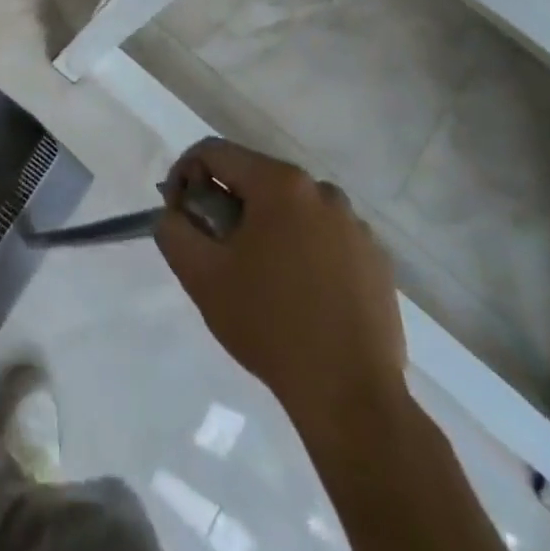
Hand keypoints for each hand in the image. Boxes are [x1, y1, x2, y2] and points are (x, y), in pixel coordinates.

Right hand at [156, 140, 407, 442]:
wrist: (350, 397)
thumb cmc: (269, 324)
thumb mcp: (200, 274)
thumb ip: (173, 229)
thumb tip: (176, 213)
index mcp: (280, 184)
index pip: (214, 154)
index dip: (183, 175)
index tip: (177, 215)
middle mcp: (323, 192)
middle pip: (254, 178)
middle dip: (224, 204)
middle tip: (212, 248)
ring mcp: (356, 226)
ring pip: (290, 208)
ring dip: (263, 226)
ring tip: (254, 274)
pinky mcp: (376, 260)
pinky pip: (324, 236)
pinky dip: (300, 248)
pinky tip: (295, 292)